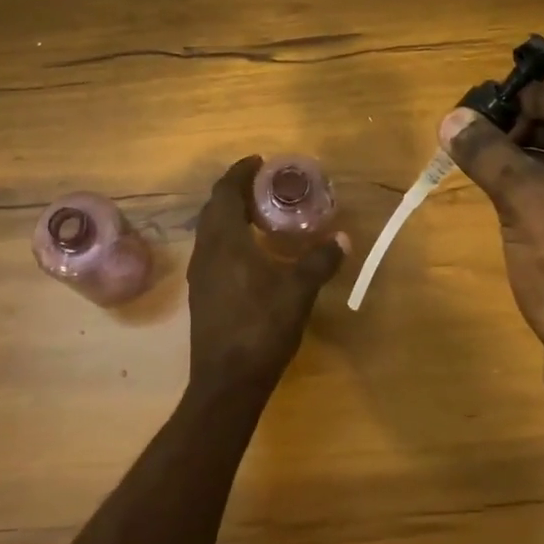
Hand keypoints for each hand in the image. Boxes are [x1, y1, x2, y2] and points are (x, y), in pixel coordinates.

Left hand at [186, 157, 346, 392]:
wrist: (227, 381)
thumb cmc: (261, 329)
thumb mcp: (298, 292)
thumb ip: (319, 262)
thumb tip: (342, 239)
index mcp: (225, 242)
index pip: (225, 193)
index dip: (240, 173)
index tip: (260, 161)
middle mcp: (206, 252)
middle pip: (214, 209)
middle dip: (235, 192)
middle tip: (264, 186)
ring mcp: (200, 275)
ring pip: (210, 232)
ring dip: (230, 216)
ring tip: (260, 215)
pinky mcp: (202, 295)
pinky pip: (213, 251)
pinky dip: (229, 239)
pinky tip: (251, 254)